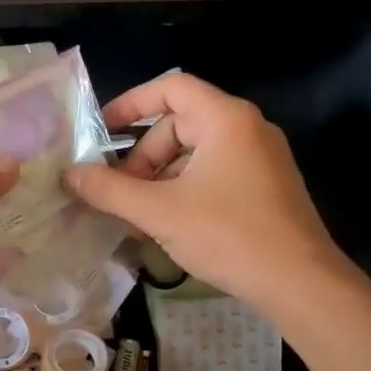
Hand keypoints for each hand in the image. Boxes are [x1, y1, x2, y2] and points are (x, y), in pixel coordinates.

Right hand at [64, 73, 352, 317]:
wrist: (300, 283)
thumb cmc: (228, 235)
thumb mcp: (159, 211)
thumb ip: (109, 190)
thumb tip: (69, 174)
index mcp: (225, 119)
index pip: (171, 87)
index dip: (130, 103)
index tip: (100, 130)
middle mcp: (247, 128)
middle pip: (179, 125)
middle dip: (142, 157)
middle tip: (120, 193)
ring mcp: (261, 158)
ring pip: (194, 154)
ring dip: (159, 179)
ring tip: (138, 218)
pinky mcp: (266, 187)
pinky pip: (214, 174)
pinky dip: (184, 191)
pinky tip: (168, 226)